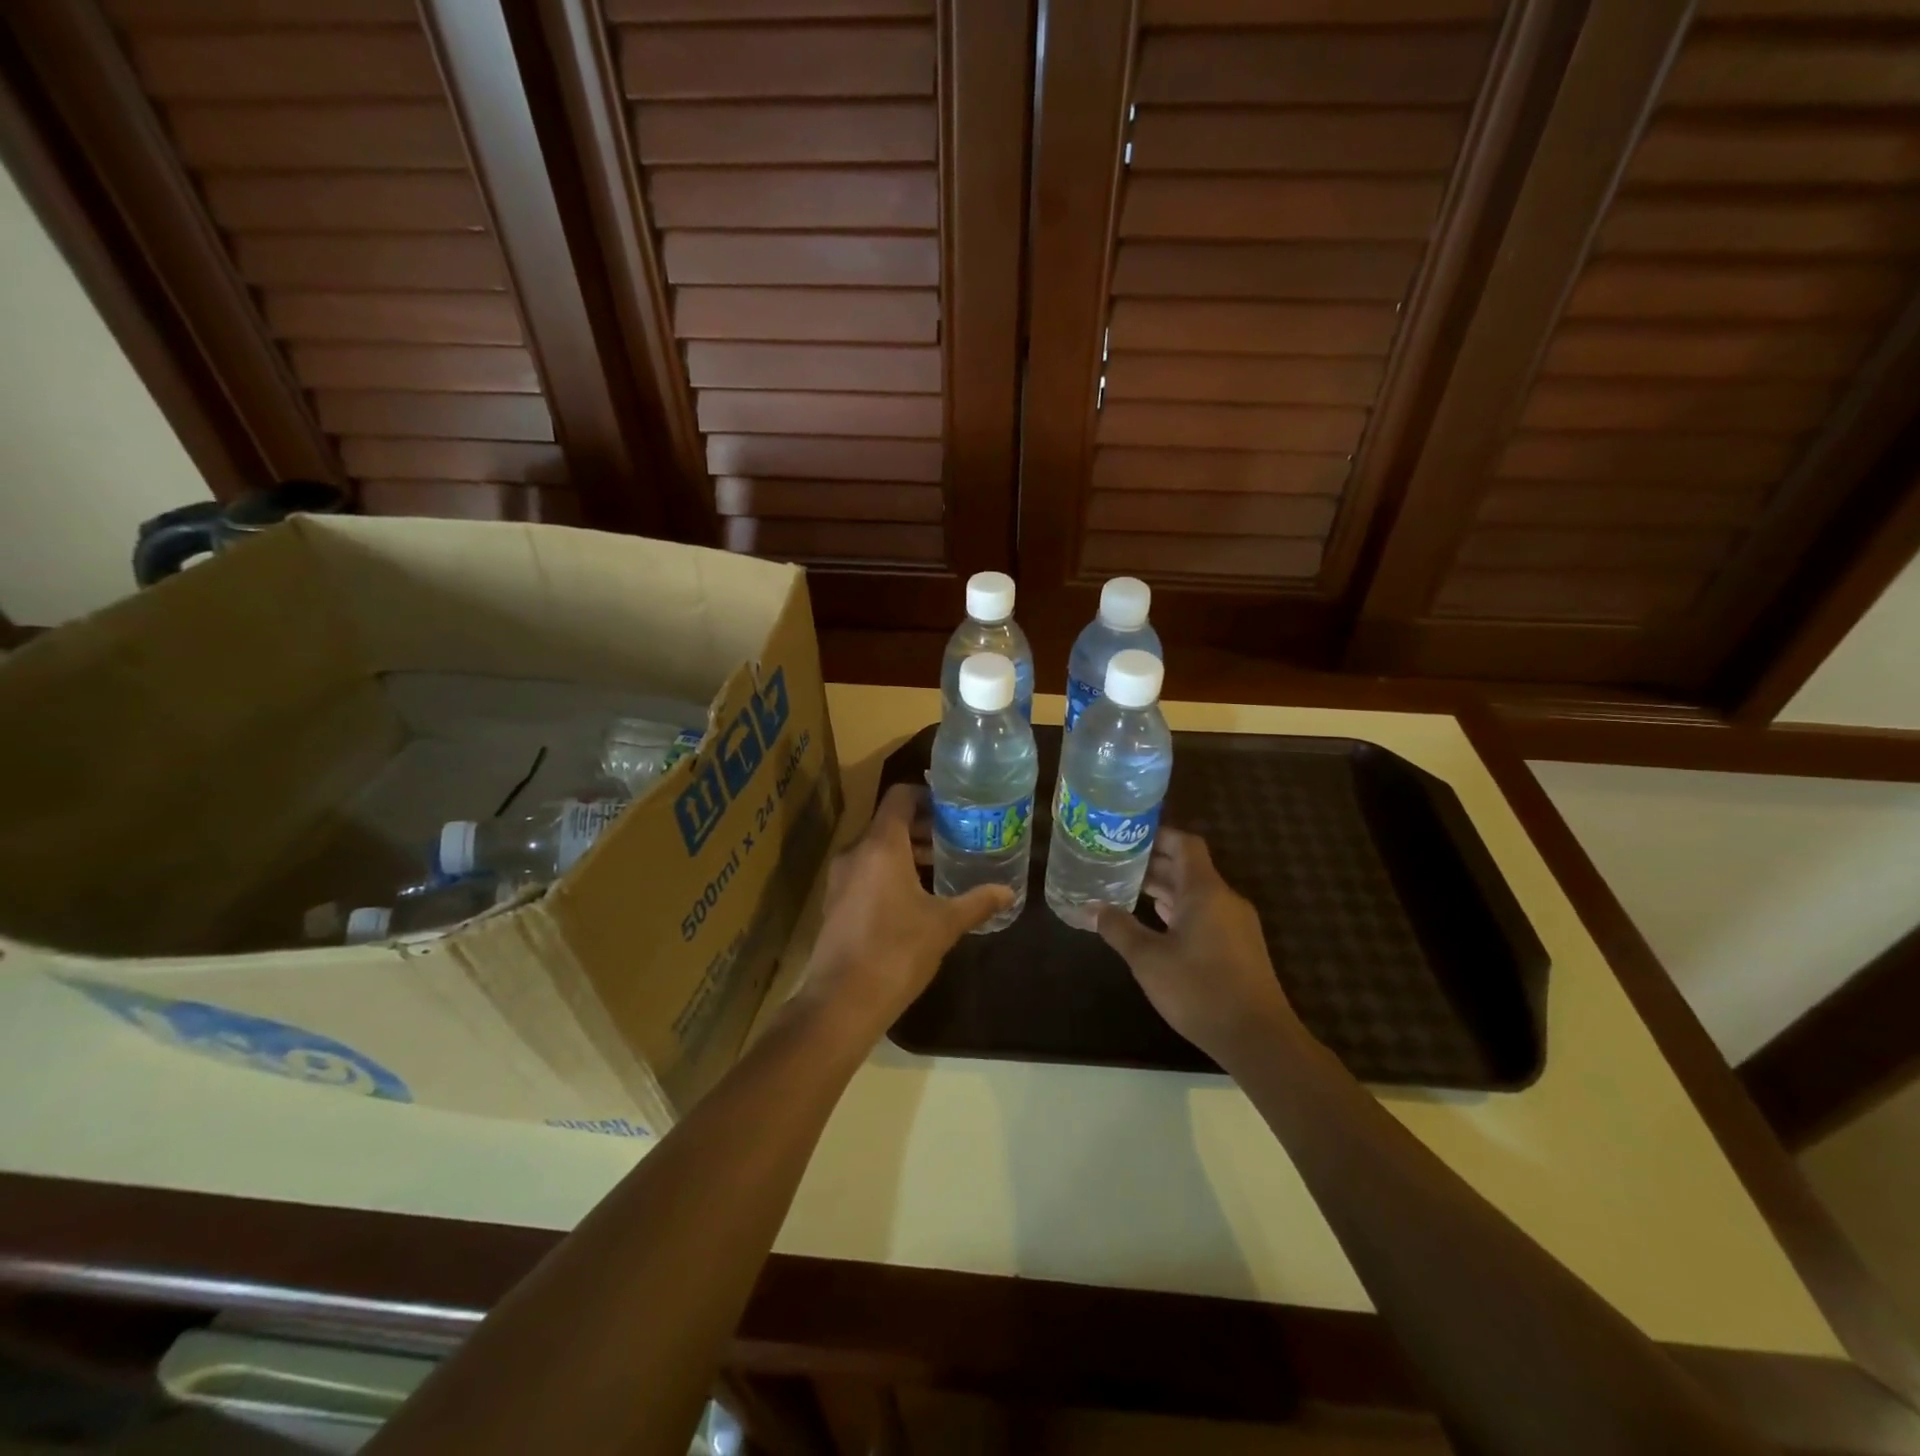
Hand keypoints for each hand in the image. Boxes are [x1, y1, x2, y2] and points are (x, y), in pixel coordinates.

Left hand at [802, 783, 1014, 1036]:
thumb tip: (1008, 892)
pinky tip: (914, 897)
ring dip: (906, 852)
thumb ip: (976, 902)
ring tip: (940, 867)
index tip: (952, 807)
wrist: (842, 1001)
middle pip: (888, 823)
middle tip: (955, 838)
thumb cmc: (897, 951)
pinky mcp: (835, 902)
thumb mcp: (944, 925)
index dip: (926, 795)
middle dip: (922, 827)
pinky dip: (889, 871)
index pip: (900, 797)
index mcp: (882, 846)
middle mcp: (856, 853)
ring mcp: (840, 878)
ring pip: (876, 849)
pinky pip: (865, 871)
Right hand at [1094, 829, 1301, 1065]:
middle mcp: (1224, 899)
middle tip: (1116, 864)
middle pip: (1189, 867)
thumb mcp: (1148, 960)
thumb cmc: (1200, 990)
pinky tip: (1157, 922)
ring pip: (1197, 893)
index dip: (1157, 835)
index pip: (1185, 844)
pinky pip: (1206, 913)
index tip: (1126, 837)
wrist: (1258, 1039)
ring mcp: (1236, 924)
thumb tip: (1092, 908)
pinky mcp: (1239, 947)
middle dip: (1154, 863)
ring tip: (1128, 889)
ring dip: (1165, 888)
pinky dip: (1180, 910)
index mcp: (1205, 891)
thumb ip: (1118, 929)